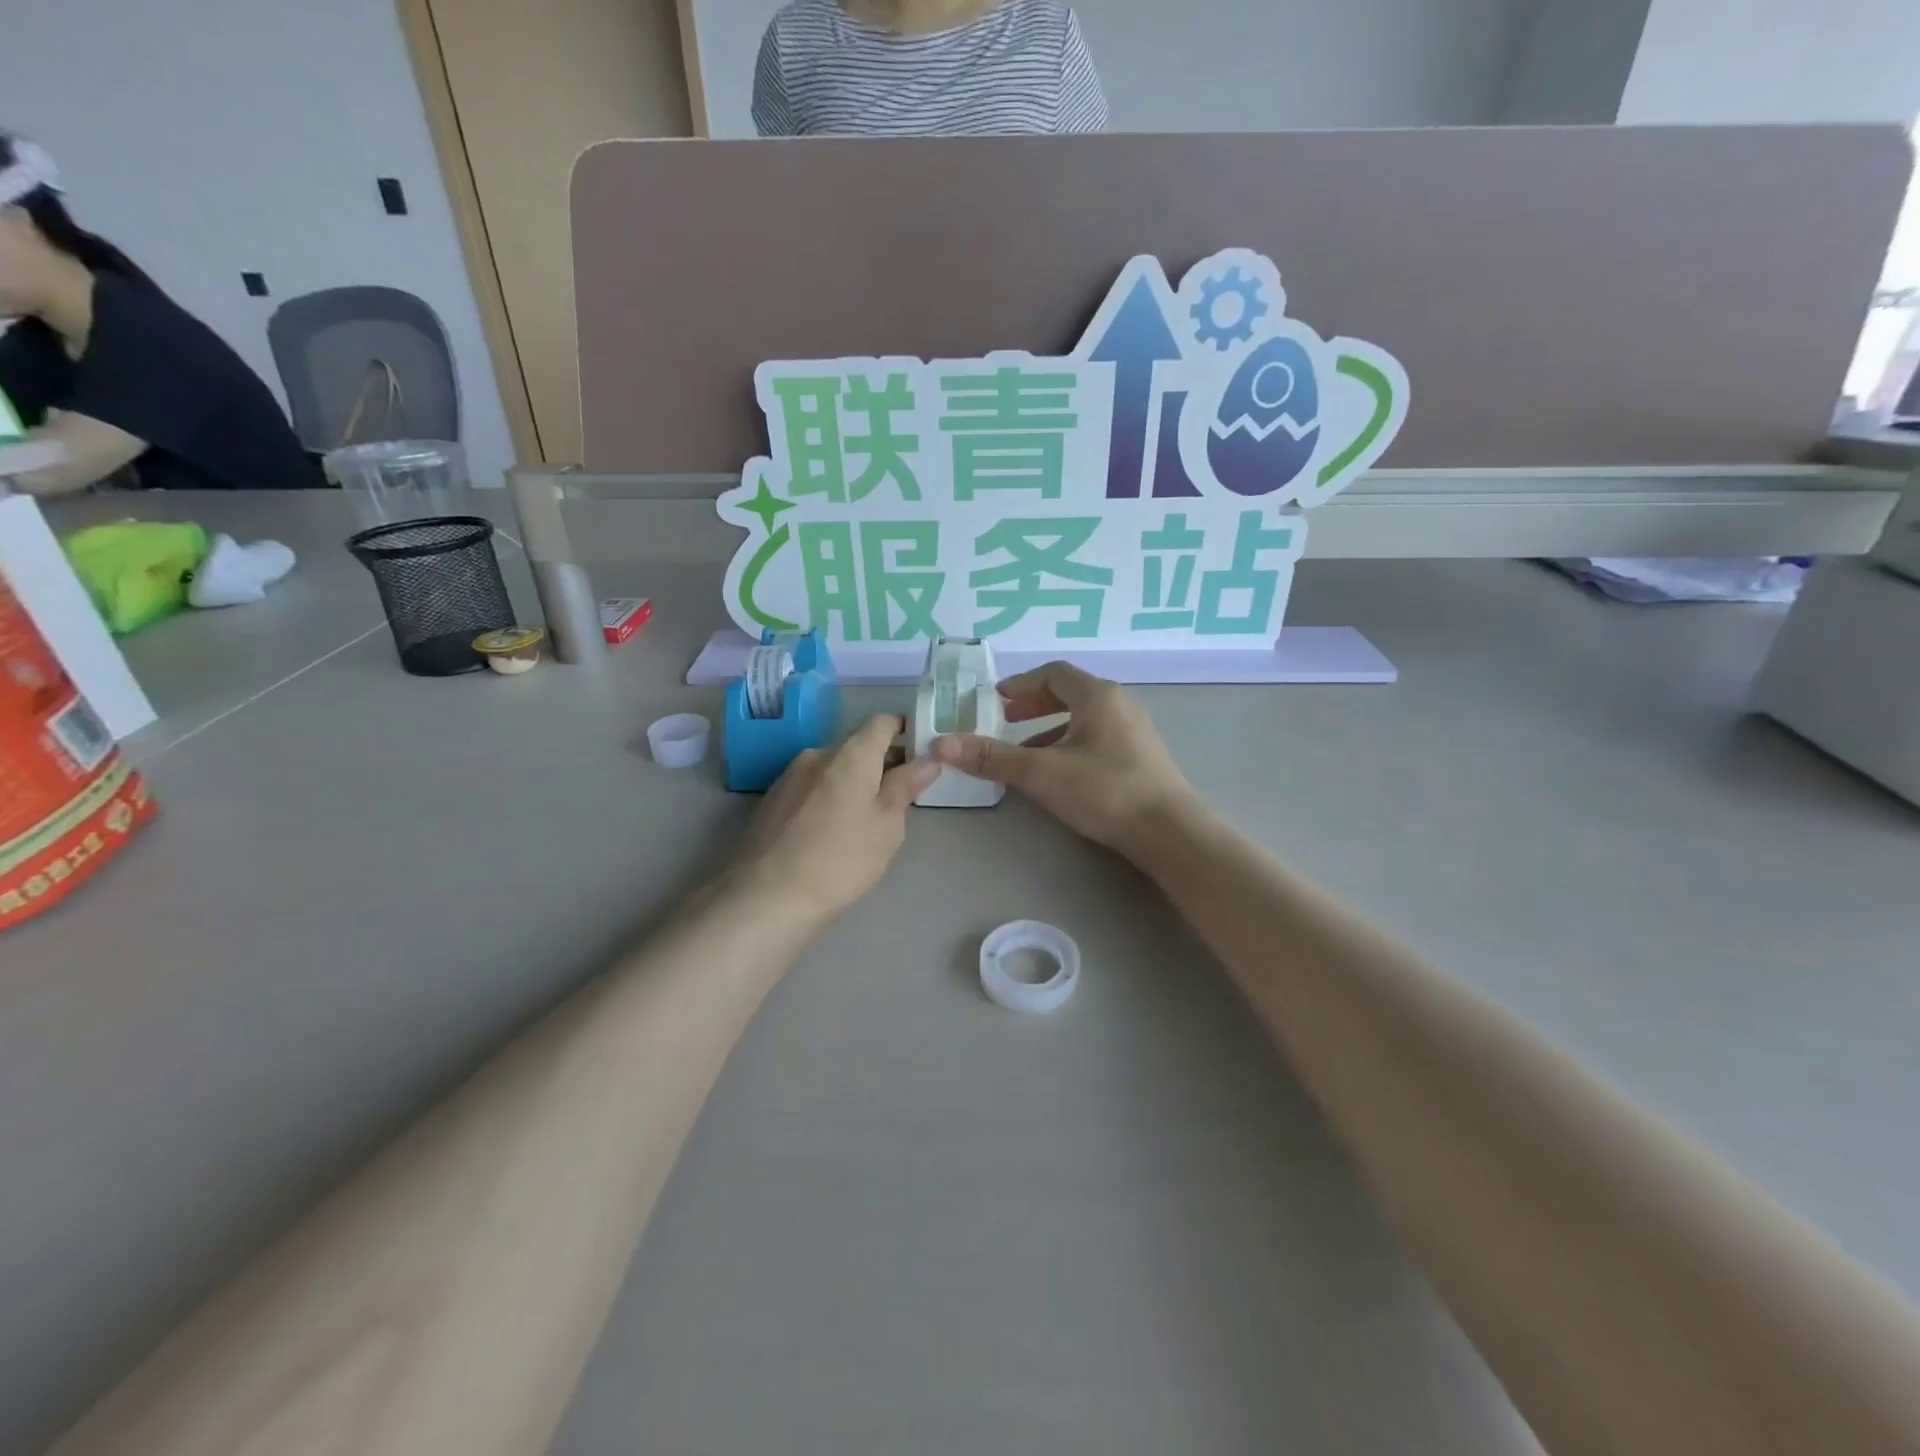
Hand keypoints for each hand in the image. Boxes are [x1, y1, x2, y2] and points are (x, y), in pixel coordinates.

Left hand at [731, 715, 939, 931]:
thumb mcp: (887, 826)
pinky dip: (828, 794)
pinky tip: (831, 829)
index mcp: (851, 754)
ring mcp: (789, 775)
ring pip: (832, 767)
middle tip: (900, 795)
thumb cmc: (841, 860)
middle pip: (857, 745)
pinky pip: (811, 785)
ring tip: (865, 817)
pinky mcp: (771, 798)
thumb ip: (907, 786)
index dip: (904, 731)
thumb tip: (928, 759)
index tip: (920, 754)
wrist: (767, 897)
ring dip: (853, 780)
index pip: (882, 722)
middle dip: (881, 761)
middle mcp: (818, 753)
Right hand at [932, 663, 1194, 858]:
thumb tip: (942, 744)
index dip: (1020, 683)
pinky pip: (1097, 737)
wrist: (1169, 832)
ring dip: (1049, 729)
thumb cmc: (1105, 791)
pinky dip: (1069, 744)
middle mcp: (1119, 704)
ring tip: (1023, 752)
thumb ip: (993, 757)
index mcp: (1097, 696)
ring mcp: (1134, 731)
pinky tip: (1057, 774)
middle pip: (1069, 692)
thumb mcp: (1042, 773)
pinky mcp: (1141, 757)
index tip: (994, 700)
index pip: (1053, 673)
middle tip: (1005, 720)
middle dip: (1033, 705)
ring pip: (1083, 718)